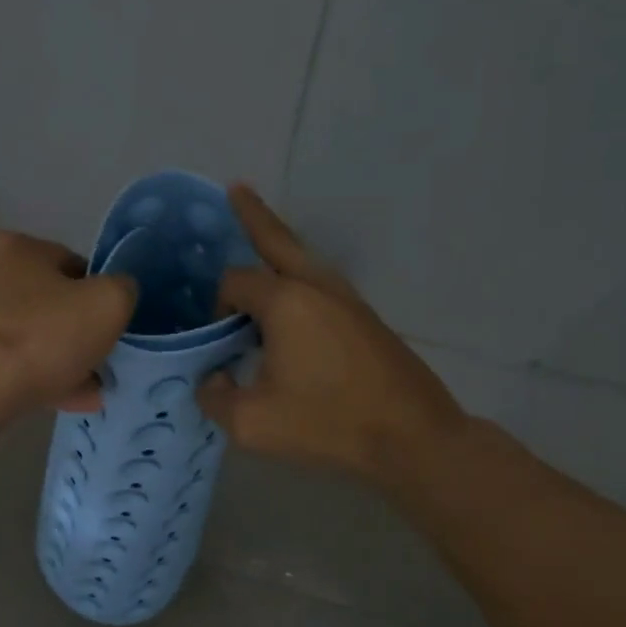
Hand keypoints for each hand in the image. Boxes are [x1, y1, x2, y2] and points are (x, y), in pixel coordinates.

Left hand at [0, 231, 136, 414]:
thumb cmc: (42, 336)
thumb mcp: (108, 304)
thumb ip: (121, 289)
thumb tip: (116, 293)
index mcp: (11, 246)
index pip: (69, 264)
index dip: (95, 296)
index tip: (107, 329)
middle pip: (41, 302)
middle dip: (71, 333)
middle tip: (94, 364)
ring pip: (20, 335)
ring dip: (51, 360)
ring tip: (81, 393)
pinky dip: (24, 376)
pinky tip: (52, 401)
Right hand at [196, 186, 470, 492]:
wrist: (414, 437)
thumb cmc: (329, 424)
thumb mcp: (252, 423)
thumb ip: (215, 398)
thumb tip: (212, 379)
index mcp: (286, 302)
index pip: (234, 282)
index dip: (216, 306)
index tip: (218, 343)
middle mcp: (317, 286)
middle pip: (277, 239)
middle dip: (253, 214)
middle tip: (236, 189)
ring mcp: (347, 299)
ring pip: (303, 258)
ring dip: (278, 245)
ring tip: (258, 234)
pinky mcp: (364, 318)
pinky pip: (320, 281)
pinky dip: (297, 274)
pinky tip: (290, 301)